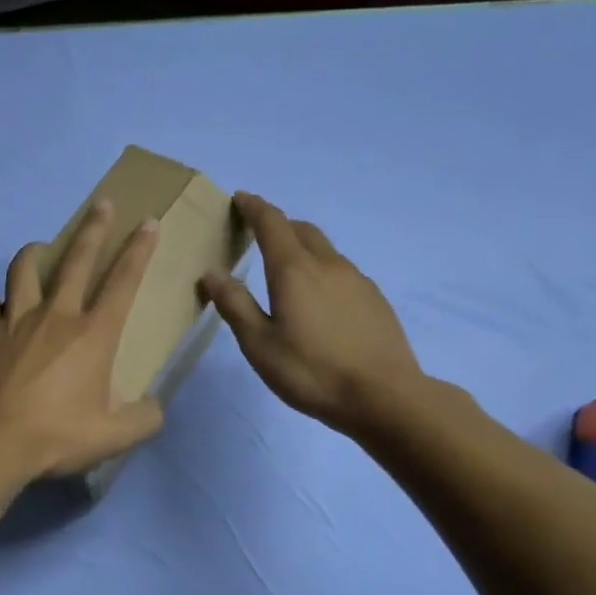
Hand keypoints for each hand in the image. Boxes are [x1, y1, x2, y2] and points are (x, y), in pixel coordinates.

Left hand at [0, 200, 165, 478]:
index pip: (123, 281)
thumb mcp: (113, 437)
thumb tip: (154, 407)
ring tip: (38, 249)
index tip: (147, 222)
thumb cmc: (57, 436)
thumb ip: (143, 419)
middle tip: (101, 203)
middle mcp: (55, 315)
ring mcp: (14, 320)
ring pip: (23, 270)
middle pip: (77, 260)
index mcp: (93, 334)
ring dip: (33, 255)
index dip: (138, 249)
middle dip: (93, 228)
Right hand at [200, 193, 421, 435]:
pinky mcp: (375, 299)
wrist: (384, 396)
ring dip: (302, 247)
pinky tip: (319, 300)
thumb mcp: (259, 344)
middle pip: (301, 229)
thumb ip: (234, 305)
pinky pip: (341, 271)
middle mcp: (327, 264)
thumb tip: (211, 273)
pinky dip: (322, 270)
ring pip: (324, 250)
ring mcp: (356, 280)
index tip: (240, 198)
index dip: (253, 207)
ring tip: (287, 270)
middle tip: (258, 234)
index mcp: (294, 269)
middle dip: (278, 224)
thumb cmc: (311, 371)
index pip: (271, 223)